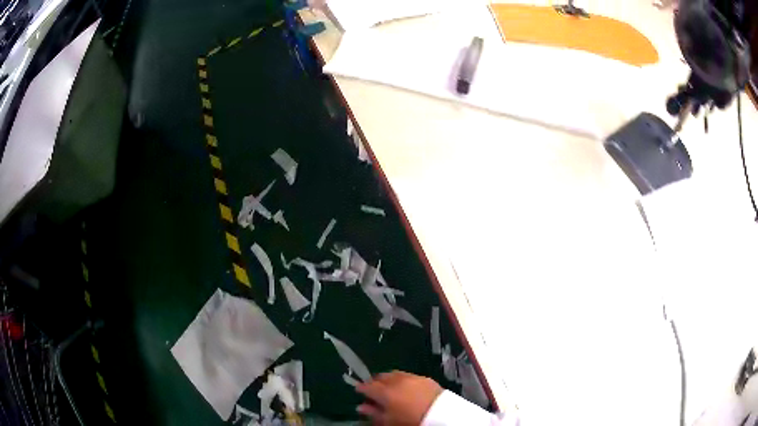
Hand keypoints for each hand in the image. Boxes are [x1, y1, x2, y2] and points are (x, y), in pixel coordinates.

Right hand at [356, 371, 443, 425]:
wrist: (442, 416)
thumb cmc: (411, 421)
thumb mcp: (389, 422)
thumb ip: (373, 413)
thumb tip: (361, 407)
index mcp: (385, 392)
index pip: (367, 386)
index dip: (361, 388)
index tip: (359, 392)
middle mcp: (397, 381)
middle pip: (380, 377)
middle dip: (375, 382)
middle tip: (374, 391)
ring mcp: (412, 377)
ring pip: (394, 374)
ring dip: (389, 380)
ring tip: (390, 389)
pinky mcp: (425, 378)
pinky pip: (409, 376)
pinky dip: (403, 380)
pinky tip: (405, 388)